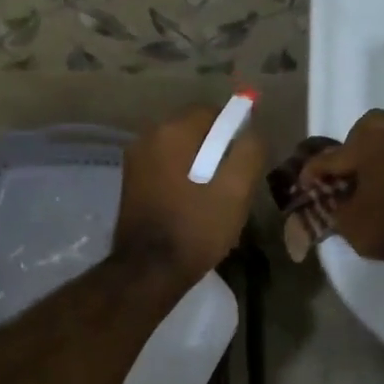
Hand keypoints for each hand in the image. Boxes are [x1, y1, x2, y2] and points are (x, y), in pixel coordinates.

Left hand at [114, 104, 263, 284]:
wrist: (149, 271)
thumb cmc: (196, 228)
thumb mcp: (236, 190)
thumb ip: (249, 151)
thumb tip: (252, 132)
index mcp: (172, 131)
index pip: (213, 112)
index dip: (235, 133)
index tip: (245, 164)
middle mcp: (147, 137)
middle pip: (195, 132)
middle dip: (217, 152)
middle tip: (233, 187)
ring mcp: (135, 161)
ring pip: (181, 152)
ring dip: (201, 168)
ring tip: (215, 202)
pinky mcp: (131, 184)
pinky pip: (166, 169)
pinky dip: (183, 180)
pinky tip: (193, 208)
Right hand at [298, 109, 383, 267]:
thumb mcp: (351, 226)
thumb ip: (335, 208)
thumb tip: (334, 201)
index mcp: (369, 145)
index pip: (330, 157)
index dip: (312, 172)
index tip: (303, 185)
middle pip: (368, 127)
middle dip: (353, 145)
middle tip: (348, 172)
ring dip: (382, 155)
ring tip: (376, 182)